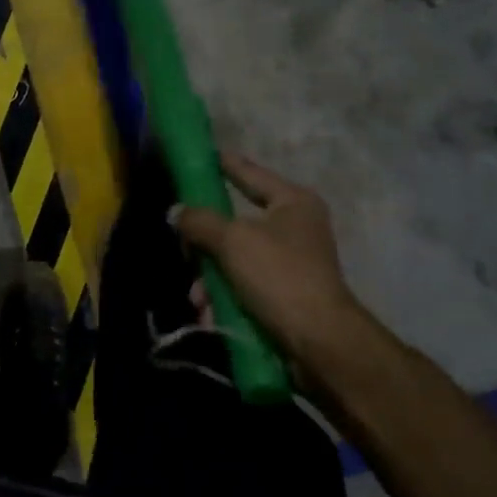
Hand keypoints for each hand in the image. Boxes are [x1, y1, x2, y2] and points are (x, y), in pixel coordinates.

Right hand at [174, 152, 367, 374]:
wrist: (320, 343)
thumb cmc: (279, 276)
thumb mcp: (232, 241)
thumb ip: (200, 221)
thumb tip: (176, 212)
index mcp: (292, 201)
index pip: (249, 172)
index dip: (223, 163)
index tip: (200, 154)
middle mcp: (295, 226)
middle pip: (235, 221)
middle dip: (206, 242)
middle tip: (184, 249)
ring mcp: (292, 261)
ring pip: (235, 257)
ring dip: (211, 277)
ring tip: (198, 298)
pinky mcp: (285, 293)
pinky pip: (244, 283)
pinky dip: (225, 295)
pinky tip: (209, 313)